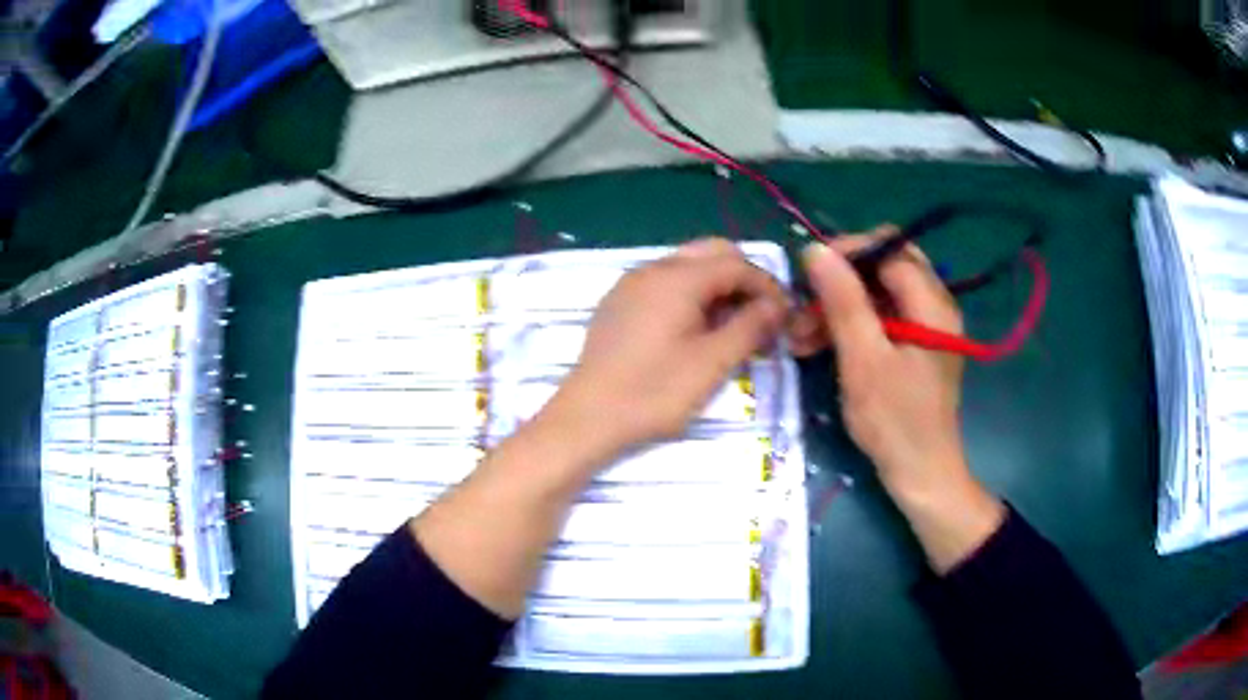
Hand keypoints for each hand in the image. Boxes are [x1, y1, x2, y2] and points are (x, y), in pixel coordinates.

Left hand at [544, 238, 787, 463]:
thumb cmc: (654, 392)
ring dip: (717, 286)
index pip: (736, 263)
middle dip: (743, 279)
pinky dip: (690, 295)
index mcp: (678, 278)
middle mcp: (653, 269)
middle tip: (760, 317)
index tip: (784, 316)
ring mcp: (631, 284)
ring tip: (732, 326)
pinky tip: (694, 330)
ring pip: (687, 267)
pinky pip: (664, 284)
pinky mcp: (618, 303)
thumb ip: (750, 327)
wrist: (587, 417)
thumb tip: (777, 305)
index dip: (767, 286)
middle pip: (712, 253)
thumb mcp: (712, 363)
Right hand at [793, 227, 1002, 571]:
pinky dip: (850, 326)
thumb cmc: (894, 421)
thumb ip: (843, 300)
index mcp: (932, 303)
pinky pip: (880, 319)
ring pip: (878, 294)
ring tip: (800, 334)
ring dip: (840, 306)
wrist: (920, 475)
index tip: (808, 272)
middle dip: (842, 279)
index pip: (889, 250)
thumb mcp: (863, 359)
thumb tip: (816, 249)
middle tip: (807, 300)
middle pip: (885, 267)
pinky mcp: (915, 347)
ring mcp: (926, 327)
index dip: (848, 251)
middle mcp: (934, 306)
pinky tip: (817, 345)